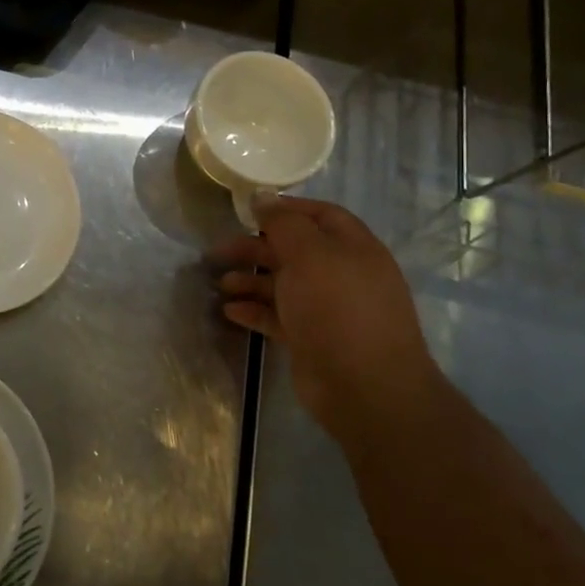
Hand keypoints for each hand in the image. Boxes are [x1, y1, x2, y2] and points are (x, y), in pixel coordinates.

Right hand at [210, 197, 444, 451]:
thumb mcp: (310, 255)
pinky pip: (278, 316)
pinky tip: (229, 311)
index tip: (248, 210)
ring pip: (283, 285)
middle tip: (219, 251)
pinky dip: (254, 310)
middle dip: (256, 248)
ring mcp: (328, 310)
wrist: (365, 389)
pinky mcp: (312, 339)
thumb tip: (262, 197)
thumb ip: (284, 223)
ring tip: (220, 284)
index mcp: (354, 249)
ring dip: (250, 280)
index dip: (286, 209)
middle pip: (295, 250)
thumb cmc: (338, 310)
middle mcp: (343, 275)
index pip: (321, 216)